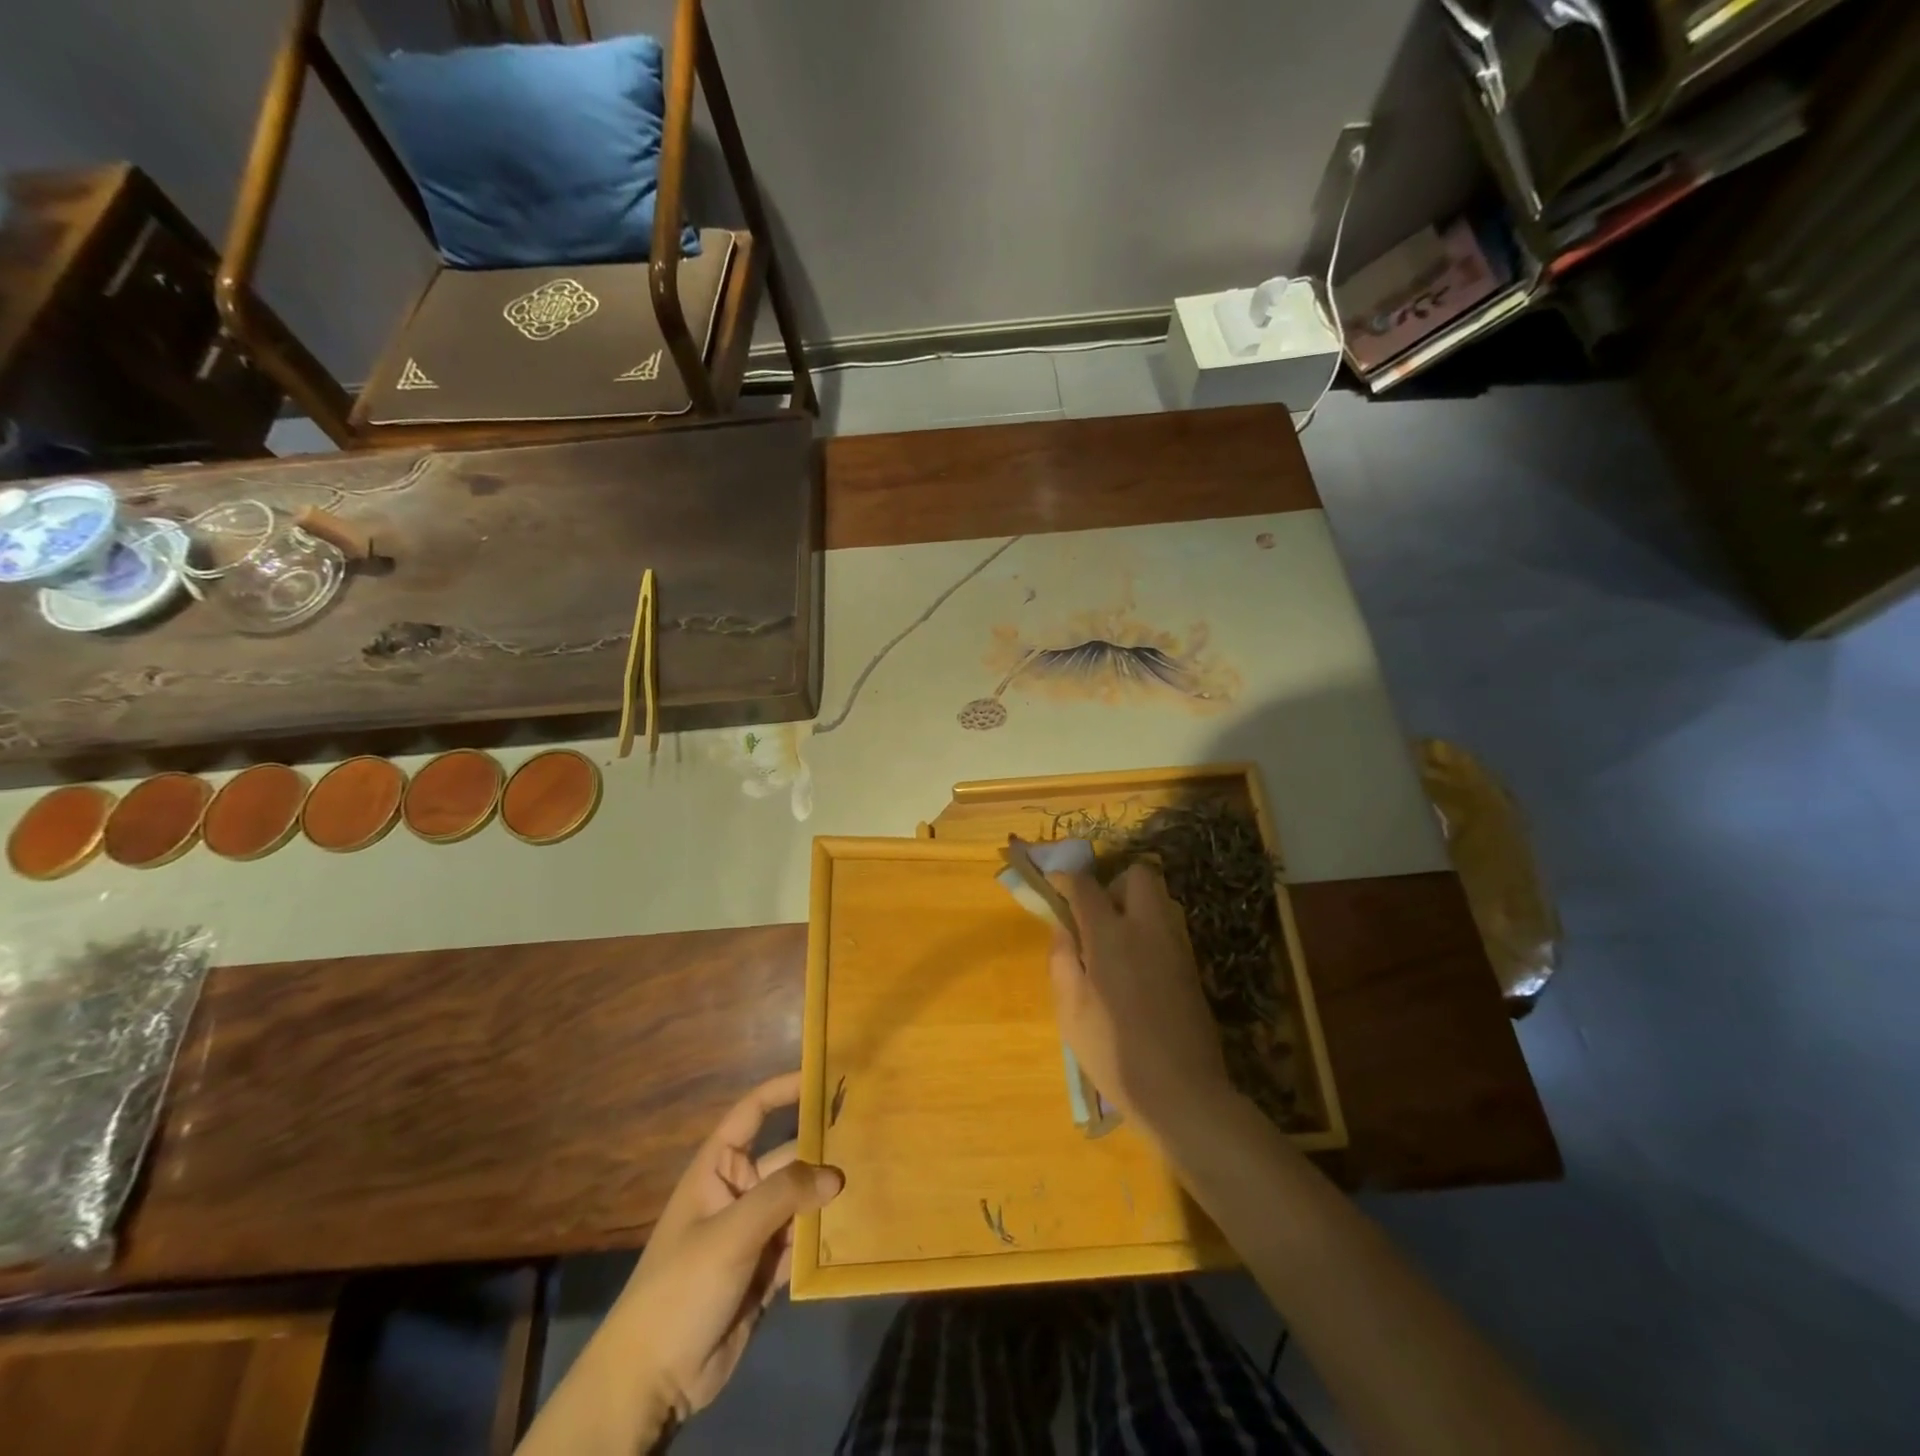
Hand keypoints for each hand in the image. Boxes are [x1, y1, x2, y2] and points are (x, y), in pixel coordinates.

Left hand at [605, 1074, 843, 1427]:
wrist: (653, 1381)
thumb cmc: (682, 1287)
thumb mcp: (731, 1233)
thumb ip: (784, 1196)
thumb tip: (836, 1175)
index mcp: (718, 1169)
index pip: (752, 1113)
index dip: (783, 1091)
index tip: (822, 1076)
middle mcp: (738, 1193)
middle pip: (788, 1159)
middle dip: (823, 1151)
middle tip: (871, 1136)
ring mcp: (754, 1233)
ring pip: (800, 1202)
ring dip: (829, 1198)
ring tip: (877, 1179)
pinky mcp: (766, 1272)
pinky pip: (803, 1244)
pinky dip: (826, 1238)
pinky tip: (859, 1229)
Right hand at [1047, 863, 1233, 1135]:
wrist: (1182, 1092)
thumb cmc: (1113, 1052)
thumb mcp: (1070, 1011)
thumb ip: (1062, 960)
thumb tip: (1061, 928)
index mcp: (1110, 935)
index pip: (1085, 886)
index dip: (1065, 879)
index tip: (1053, 885)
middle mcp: (1147, 929)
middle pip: (1137, 876)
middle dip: (1113, 884)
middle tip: (1095, 915)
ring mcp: (1175, 946)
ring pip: (1157, 900)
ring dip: (1133, 907)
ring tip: (1113, 944)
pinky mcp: (1191, 967)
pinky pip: (1167, 929)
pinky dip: (1148, 932)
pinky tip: (1135, 970)